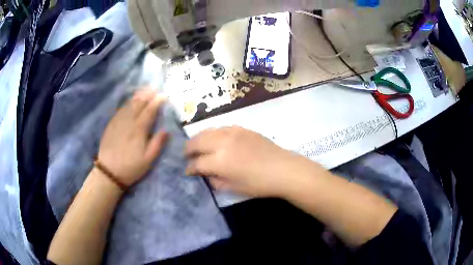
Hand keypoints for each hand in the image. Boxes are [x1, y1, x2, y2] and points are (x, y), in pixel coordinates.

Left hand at [98, 88, 168, 187]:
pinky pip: (120, 110)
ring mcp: (118, 122)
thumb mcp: (148, 160)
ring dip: (137, 96)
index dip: (157, 102)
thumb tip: (166, 130)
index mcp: (139, 131)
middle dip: (147, 95)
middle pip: (138, 105)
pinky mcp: (111, 125)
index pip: (149, 112)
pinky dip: (127, 103)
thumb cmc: (131, 168)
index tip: (164, 95)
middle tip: (154, 87)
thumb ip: (157, 144)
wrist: (109, 172)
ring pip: (129, 105)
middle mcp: (128, 122)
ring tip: (144, 90)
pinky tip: (130, 101)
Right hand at [185, 126, 309, 196]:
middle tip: (186, 155)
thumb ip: (215, 181)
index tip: (187, 171)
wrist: (283, 169)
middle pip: (197, 141)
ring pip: (208, 131)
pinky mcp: (242, 129)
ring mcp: (233, 133)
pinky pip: (221, 127)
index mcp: (220, 161)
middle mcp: (223, 143)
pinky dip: (213, 133)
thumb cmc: (259, 184)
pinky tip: (215, 139)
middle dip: (188, 149)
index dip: (189, 168)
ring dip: (199, 138)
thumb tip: (206, 174)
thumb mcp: (234, 188)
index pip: (197, 162)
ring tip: (197, 145)